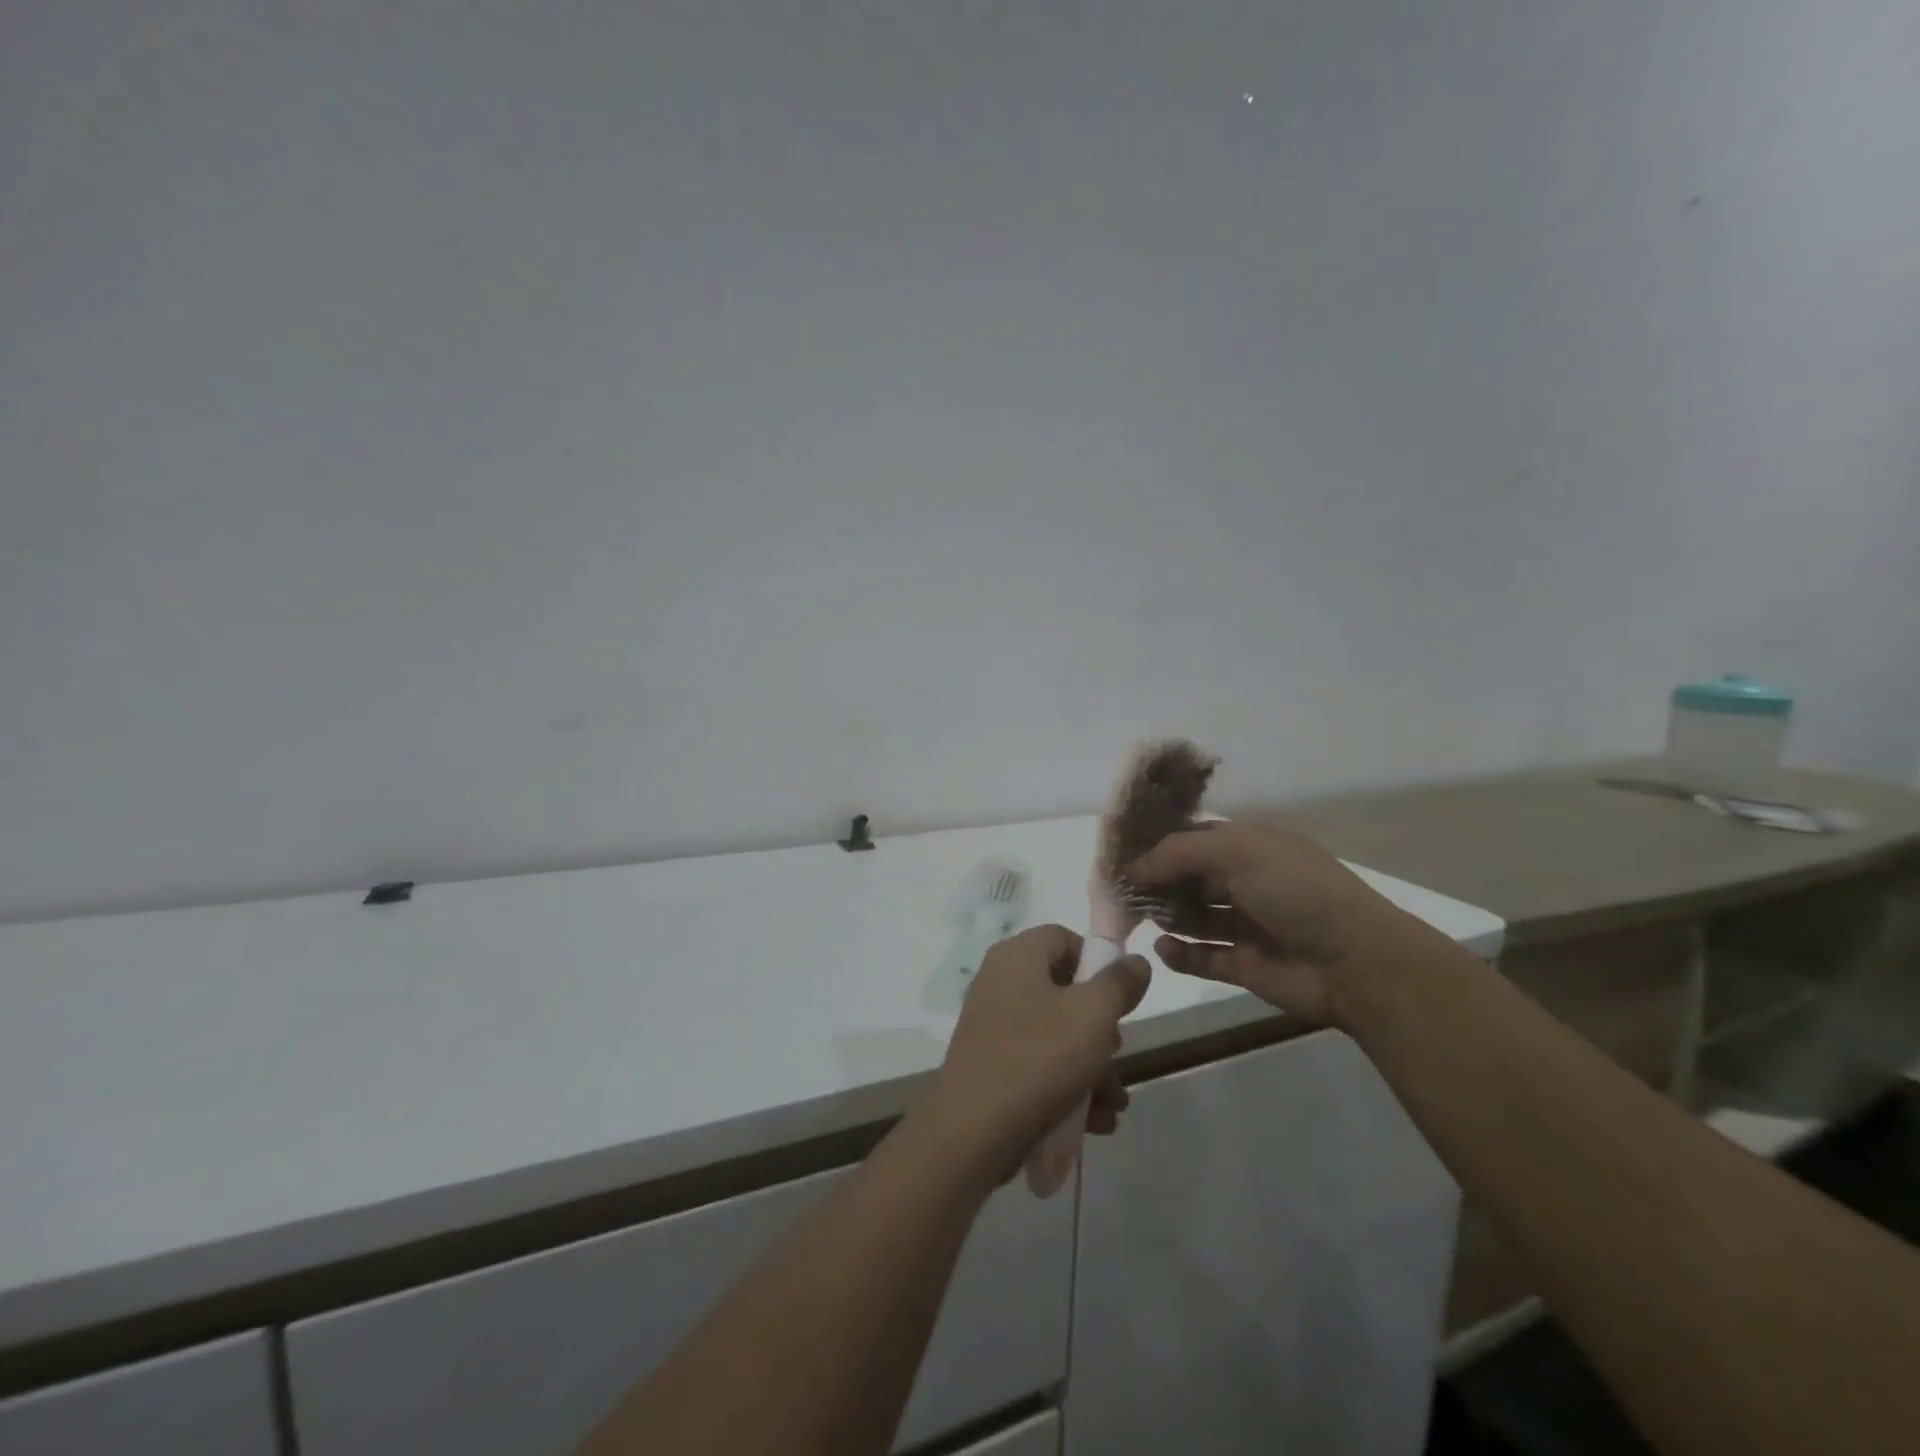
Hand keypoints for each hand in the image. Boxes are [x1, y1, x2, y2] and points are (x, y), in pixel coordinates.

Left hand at [923, 925, 1150, 1181]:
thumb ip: (1119, 984)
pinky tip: (1093, 1122)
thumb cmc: (1039, 1058)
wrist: (973, 1132)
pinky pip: (1037, 1064)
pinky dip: (1066, 1086)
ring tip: (1113, 1105)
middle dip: (1101, 1030)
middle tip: (1117, 1057)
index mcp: (1017, 957)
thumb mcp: (1093, 1015)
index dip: (1095, 961)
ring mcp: (992, 1025)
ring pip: (1055, 1034)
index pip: (1062, 938)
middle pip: (1064, 991)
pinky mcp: (991, 1065)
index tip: (1119, 997)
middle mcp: (1000, 983)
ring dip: (1092, 1068)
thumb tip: (1134, 961)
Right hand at [1125, 821, 1407, 1028]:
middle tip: (1120, 892)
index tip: (1123, 856)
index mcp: (1251, 847)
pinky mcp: (1244, 965)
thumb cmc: (1297, 890)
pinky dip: (1179, 954)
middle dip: (1156, 882)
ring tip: (1135, 918)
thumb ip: (1180, 852)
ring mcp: (1245, 925)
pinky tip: (1163, 948)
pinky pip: (1201, 957)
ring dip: (1165, 915)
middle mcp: (1246, 882)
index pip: (1195, 839)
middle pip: (1189, 878)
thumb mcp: (1238, 850)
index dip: (1160, 845)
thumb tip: (1135, 867)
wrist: (1357, 962)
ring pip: (1193, 917)